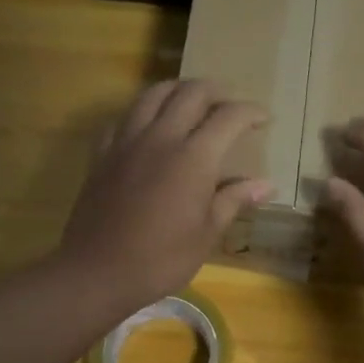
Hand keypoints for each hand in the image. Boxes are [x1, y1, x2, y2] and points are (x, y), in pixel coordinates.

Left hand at [54, 80, 272, 314]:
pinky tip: (147, 127)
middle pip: (191, 92)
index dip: (250, 112)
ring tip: (190, 102)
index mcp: (193, 157)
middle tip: (229, 106)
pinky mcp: (102, 153)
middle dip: (216, 92)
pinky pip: (124, 117)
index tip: (263, 118)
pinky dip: (142, 113)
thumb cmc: (160, 259)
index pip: (228, 117)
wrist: (97, 271)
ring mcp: (127, 141)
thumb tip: (266, 185)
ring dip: (178, 90)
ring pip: (154, 94)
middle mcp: (160, 137)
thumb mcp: (206, 234)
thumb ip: (234, 200)